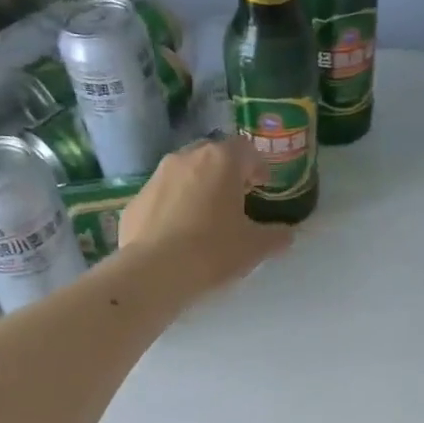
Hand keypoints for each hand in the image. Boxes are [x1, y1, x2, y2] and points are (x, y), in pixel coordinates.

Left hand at [118, 136, 293, 291]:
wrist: (153, 272)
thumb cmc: (212, 251)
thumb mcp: (254, 248)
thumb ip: (276, 236)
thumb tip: (288, 234)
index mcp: (221, 161)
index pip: (245, 149)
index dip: (257, 166)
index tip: (261, 186)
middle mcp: (186, 158)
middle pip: (213, 156)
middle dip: (226, 173)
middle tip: (235, 199)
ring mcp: (156, 176)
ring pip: (185, 173)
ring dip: (198, 188)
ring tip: (206, 218)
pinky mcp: (135, 200)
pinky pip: (162, 196)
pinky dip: (173, 207)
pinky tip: (178, 235)